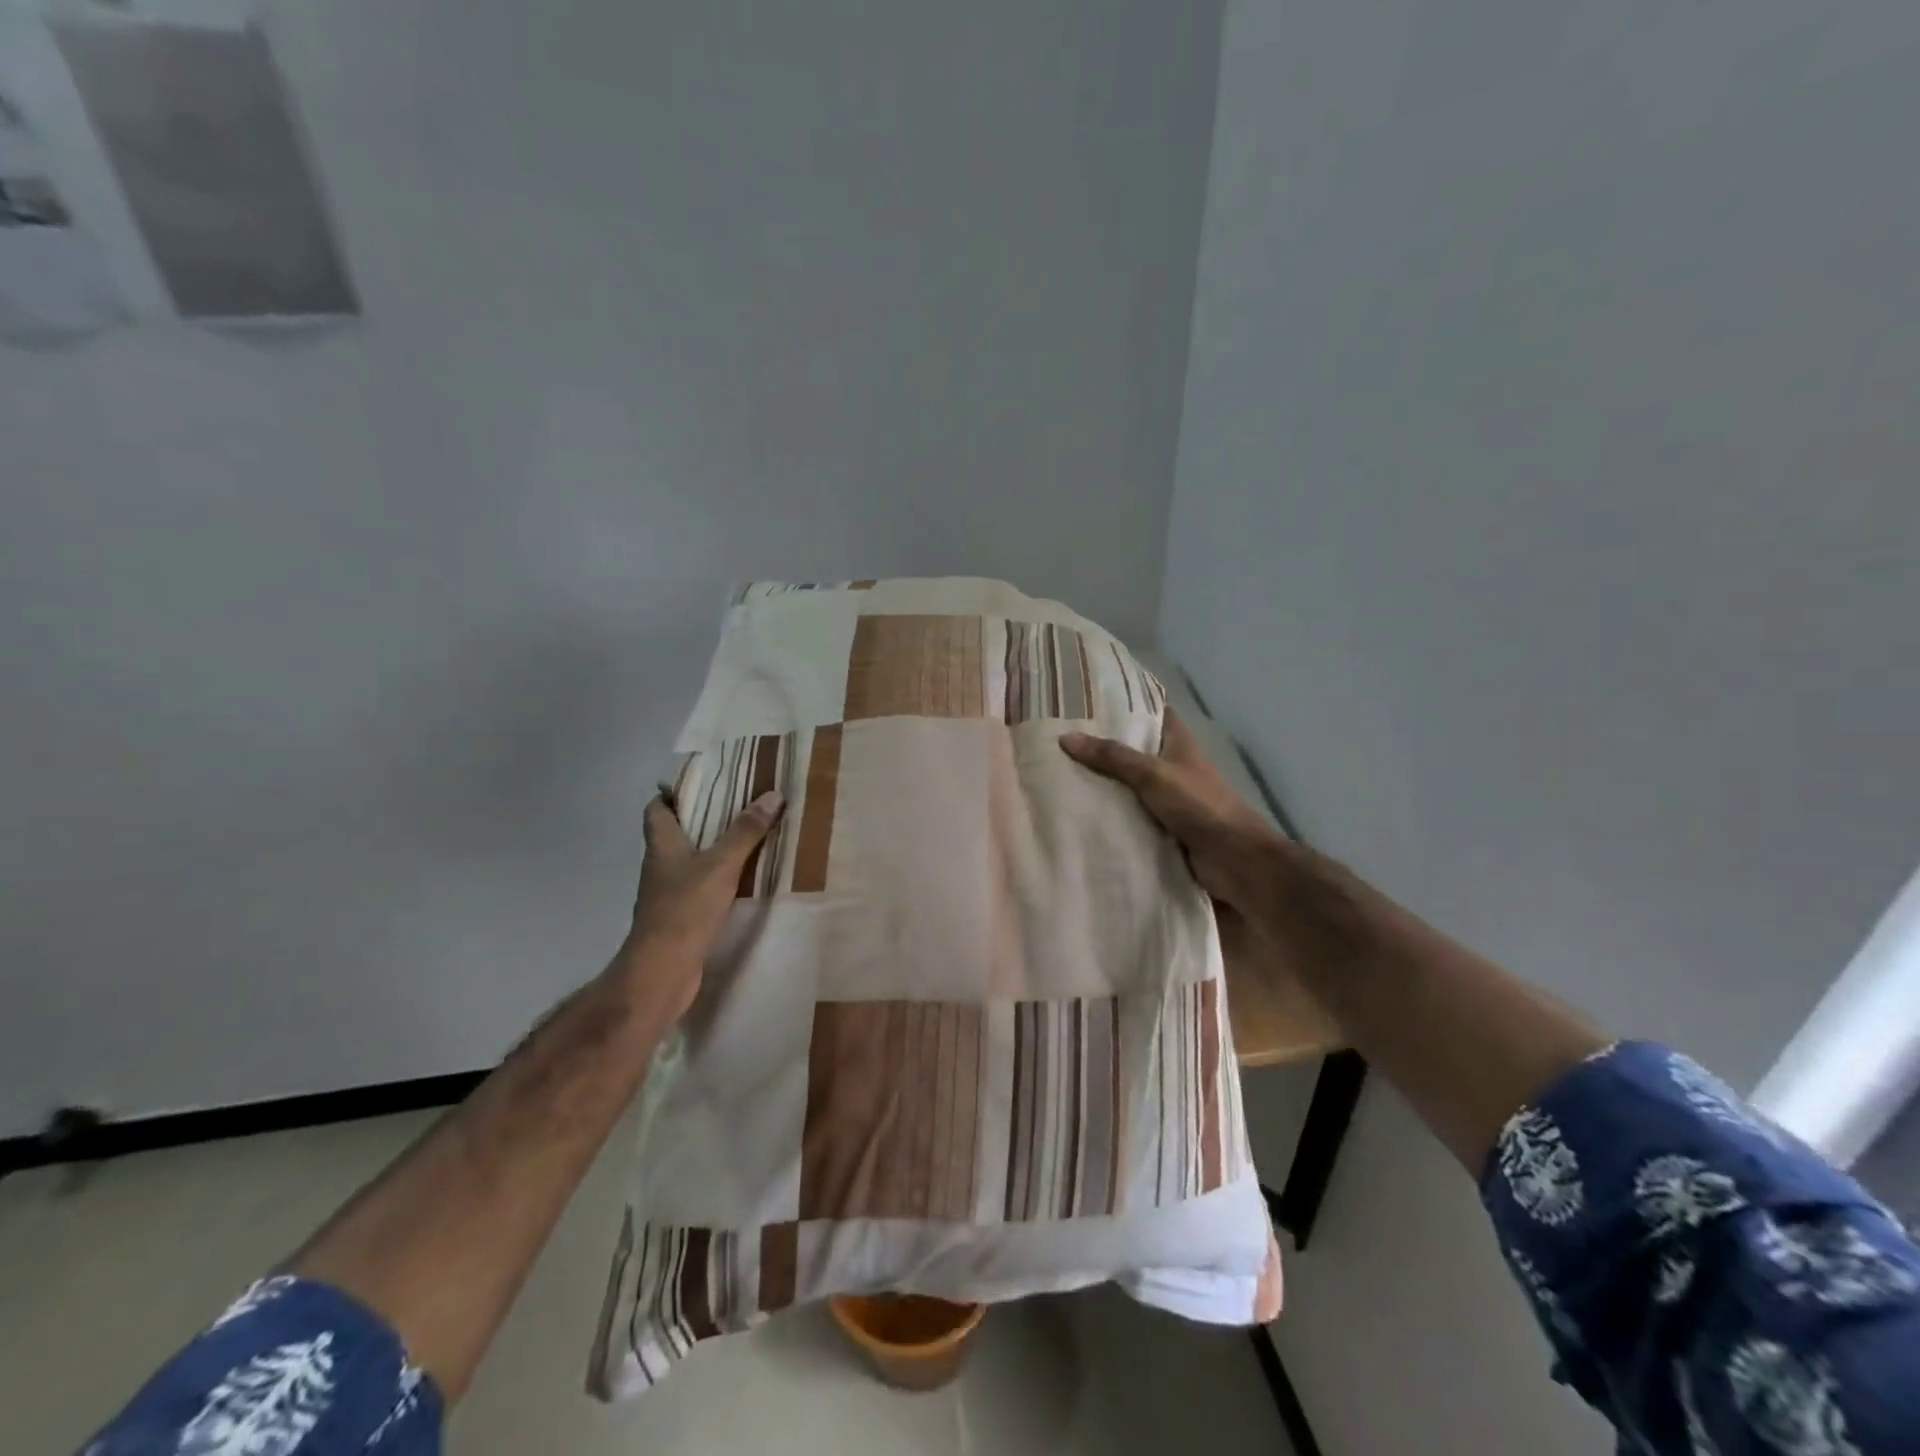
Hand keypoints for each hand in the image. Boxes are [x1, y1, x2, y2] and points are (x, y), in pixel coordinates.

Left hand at [618, 787, 783, 1025]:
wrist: (663, 971)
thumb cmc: (685, 909)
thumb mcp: (721, 864)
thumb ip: (746, 831)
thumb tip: (772, 795)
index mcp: (662, 844)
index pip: (657, 808)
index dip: (674, 792)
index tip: (705, 780)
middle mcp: (661, 865)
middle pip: (678, 832)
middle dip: (706, 818)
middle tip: (741, 803)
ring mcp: (669, 893)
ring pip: (692, 860)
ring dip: (716, 848)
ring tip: (751, 835)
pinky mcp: (682, 916)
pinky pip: (702, 886)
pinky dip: (721, 877)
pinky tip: (746, 877)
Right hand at [1060, 710, 1285, 912]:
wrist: (1234, 861)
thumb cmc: (1200, 806)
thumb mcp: (1153, 775)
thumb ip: (1112, 757)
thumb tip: (1066, 737)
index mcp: (1178, 743)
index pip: (1150, 713)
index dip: (1123, 705)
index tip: (1085, 701)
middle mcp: (1172, 766)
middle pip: (1133, 750)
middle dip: (1101, 747)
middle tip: (1058, 740)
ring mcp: (1167, 799)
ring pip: (1128, 785)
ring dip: (1102, 783)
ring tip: (1057, 773)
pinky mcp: (1161, 828)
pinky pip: (1129, 815)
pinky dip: (1109, 814)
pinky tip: (1077, 812)